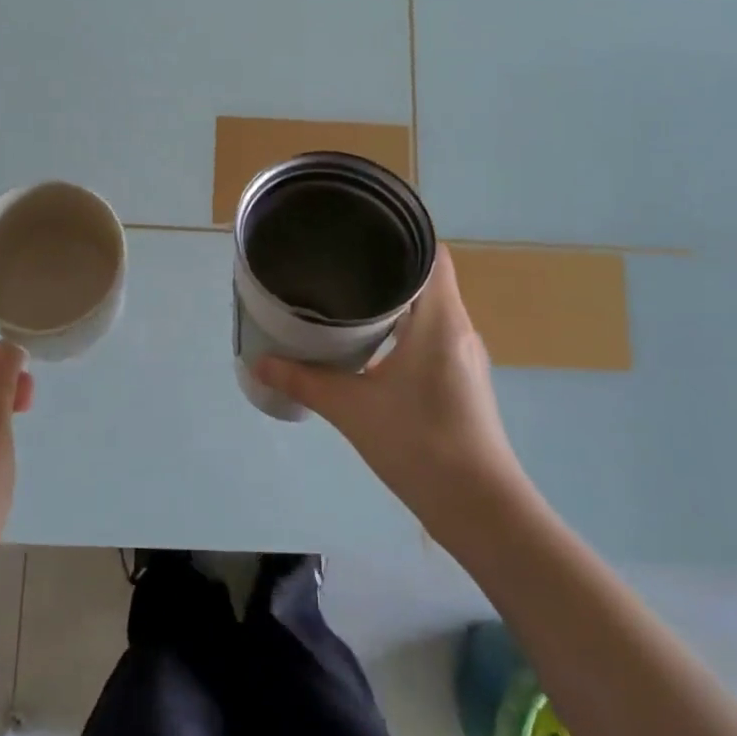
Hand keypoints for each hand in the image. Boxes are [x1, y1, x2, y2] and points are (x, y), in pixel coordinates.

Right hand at [254, 248, 527, 531]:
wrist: (477, 505)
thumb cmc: (419, 442)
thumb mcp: (352, 408)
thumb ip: (304, 381)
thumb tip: (259, 361)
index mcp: (440, 319)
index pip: (432, 254)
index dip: (402, 234)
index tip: (362, 230)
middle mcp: (458, 329)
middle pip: (428, 280)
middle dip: (387, 269)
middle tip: (340, 264)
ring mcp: (464, 357)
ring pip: (430, 312)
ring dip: (395, 304)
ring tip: (348, 300)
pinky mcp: (462, 381)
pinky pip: (432, 338)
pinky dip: (404, 332)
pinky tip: (371, 347)